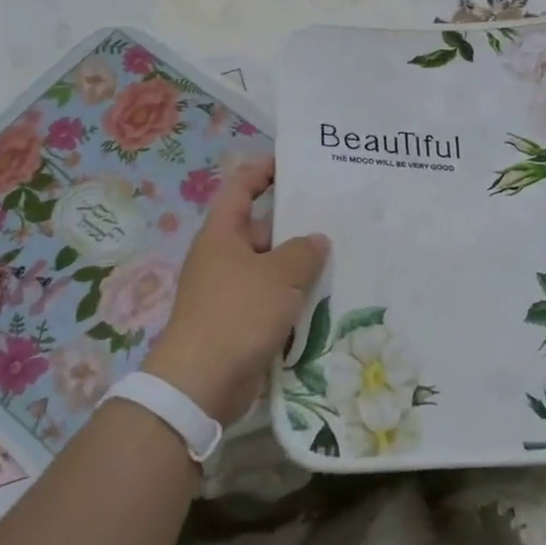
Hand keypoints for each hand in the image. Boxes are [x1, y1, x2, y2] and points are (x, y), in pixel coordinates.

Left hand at [144, 157, 329, 424]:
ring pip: (271, 269)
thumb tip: (315, 240)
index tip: (293, 162)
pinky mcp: (240, 324)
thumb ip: (302, 252)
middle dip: (296, 225)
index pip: (241, 188)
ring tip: (343, 257)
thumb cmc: (238, 313)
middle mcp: (223, 258)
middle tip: (337, 217)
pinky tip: (328, 300)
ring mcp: (231, 292)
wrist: (202, 382)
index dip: (263, 170)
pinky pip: (273, 301)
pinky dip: (295, 299)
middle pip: (262, 230)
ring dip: (300, 267)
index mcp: (222, 235)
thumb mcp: (278, 275)